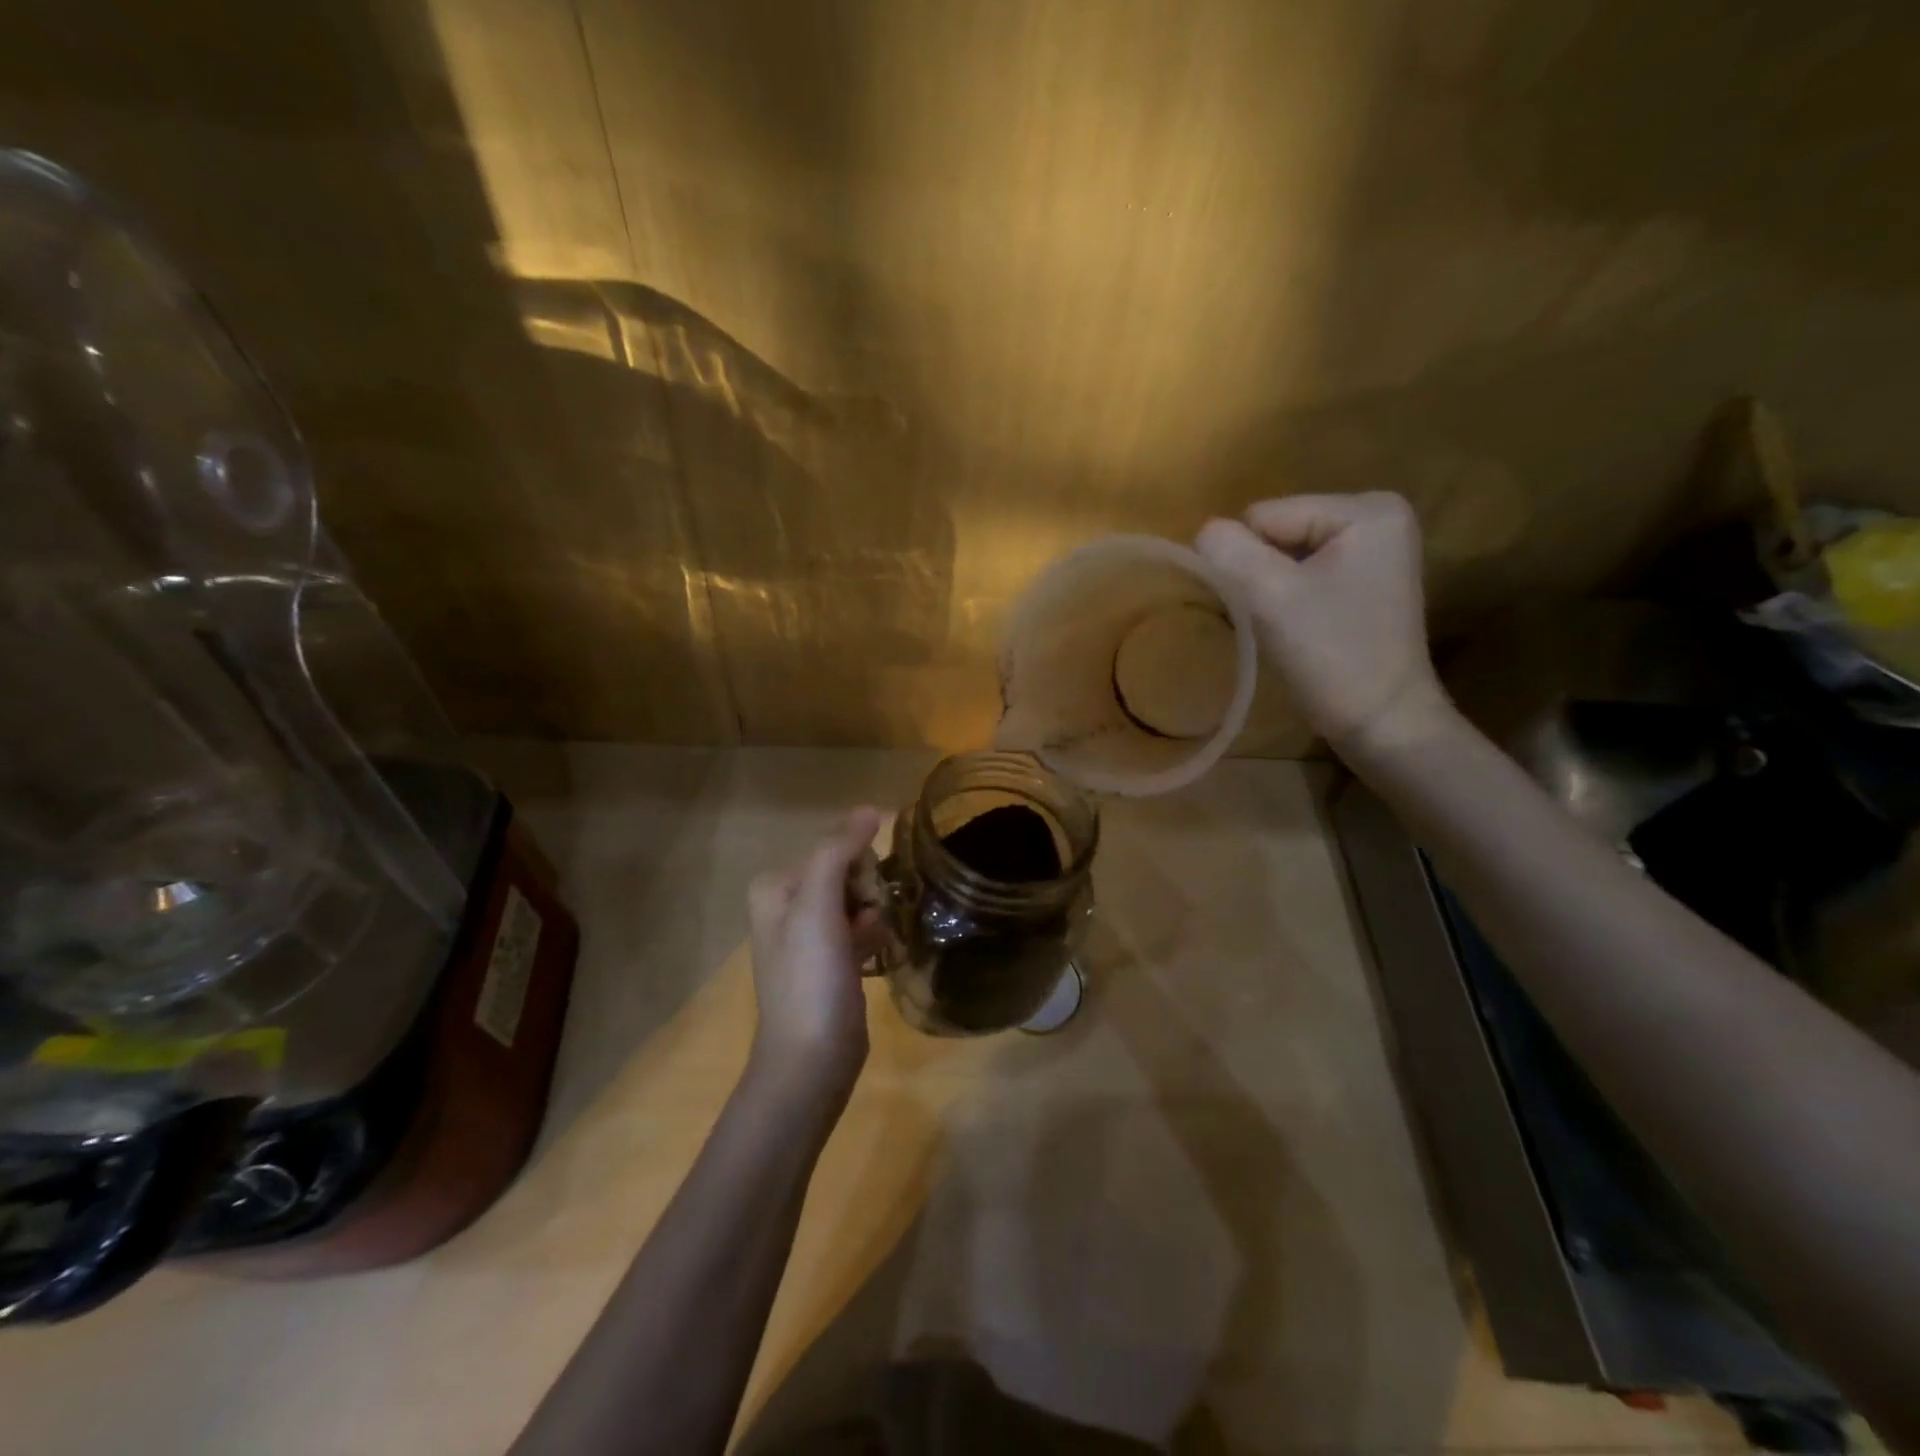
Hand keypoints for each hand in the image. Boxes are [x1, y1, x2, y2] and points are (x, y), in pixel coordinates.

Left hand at [745, 809, 886, 1105]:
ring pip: (858, 900)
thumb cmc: (810, 978)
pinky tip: (879, 954)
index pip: (834, 849)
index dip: (859, 869)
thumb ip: (837, 852)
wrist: (812, 1060)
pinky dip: (874, 936)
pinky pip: (861, 928)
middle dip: (867, 893)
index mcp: (776, 886)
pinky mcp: (830, 962)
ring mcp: (809, 936)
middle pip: (847, 873)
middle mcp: (788, 905)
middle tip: (865, 926)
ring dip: (874, 914)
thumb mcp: (817, 907)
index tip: (863, 901)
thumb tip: (869, 809)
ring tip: (874, 943)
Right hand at [1196, 492, 1452, 760]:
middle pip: (1277, 532)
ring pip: (1284, 556)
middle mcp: (1377, 517)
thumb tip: (1204, 533)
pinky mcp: (1365, 581)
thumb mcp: (1270, 596)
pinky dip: (1288, 600)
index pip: (1266, 516)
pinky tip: (1300, 629)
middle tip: (1275, 620)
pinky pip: (1303, 574)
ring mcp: (1374, 551)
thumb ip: (1228, 552)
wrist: (1382, 723)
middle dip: (1262, 574)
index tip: (1265, 607)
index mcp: (1366, 509)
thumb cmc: (1332, 656)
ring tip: (1286, 627)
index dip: (1248, 562)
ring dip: (1271, 590)